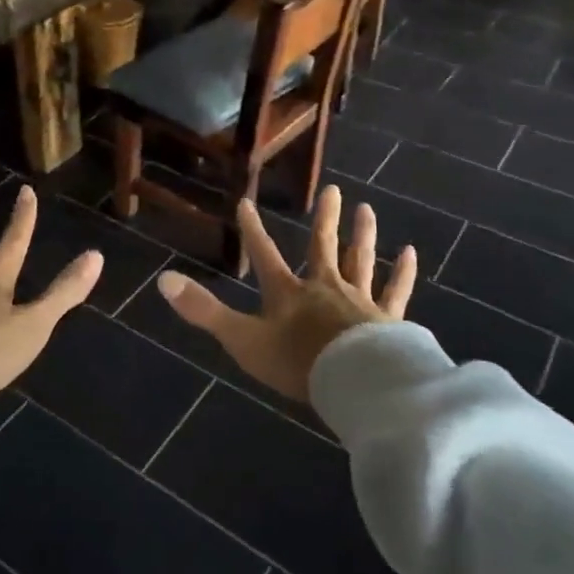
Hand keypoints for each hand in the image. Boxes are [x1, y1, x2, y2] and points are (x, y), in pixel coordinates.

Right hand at [156, 185, 415, 402]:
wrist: (355, 384)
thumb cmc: (297, 363)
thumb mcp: (243, 340)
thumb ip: (204, 311)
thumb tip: (163, 280)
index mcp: (288, 293)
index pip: (265, 255)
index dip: (253, 230)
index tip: (247, 202)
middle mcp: (324, 287)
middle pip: (323, 247)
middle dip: (325, 219)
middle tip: (333, 189)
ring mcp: (359, 301)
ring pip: (361, 260)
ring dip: (363, 235)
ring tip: (367, 208)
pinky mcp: (387, 319)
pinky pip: (396, 291)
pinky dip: (402, 273)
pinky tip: (410, 253)